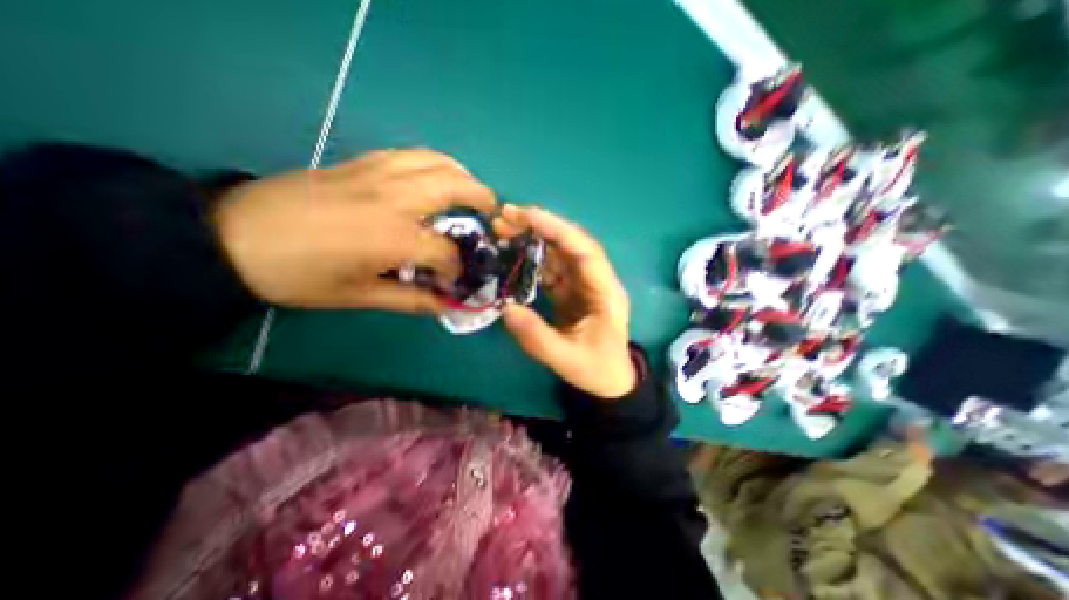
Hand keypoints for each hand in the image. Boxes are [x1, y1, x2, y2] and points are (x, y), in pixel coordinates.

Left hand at [214, 147, 495, 310]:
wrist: (231, 237)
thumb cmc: (300, 276)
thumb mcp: (359, 297)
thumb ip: (411, 300)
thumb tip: (446, 305)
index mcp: (393, 236)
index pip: (446, 250)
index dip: (457, 267)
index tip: (457, 278)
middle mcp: (393, 198)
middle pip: (453, 186)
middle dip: (481, 198)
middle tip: (493, 211)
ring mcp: (376, 174)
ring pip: (434, 160)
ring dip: (461, 173)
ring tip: (470, 190)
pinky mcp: (360, 163)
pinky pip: (409, 154)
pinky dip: (433, 163)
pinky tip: (434, 176)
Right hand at [493, 204, 631, 397]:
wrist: (610, 381)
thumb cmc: (596, 370)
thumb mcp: (566, 360)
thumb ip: (537, 338)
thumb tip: (506, 309)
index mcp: (605, 294)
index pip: (586, 252)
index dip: (559, 230)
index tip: (528, 216)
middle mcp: (597, 281)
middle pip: (571, 245)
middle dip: (541, 227)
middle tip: (506, 216)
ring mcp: (583, 285)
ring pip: (559, 253)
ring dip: (533, 239)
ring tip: (503, 229)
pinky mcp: (571, 291)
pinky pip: (552, 269)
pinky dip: (532, 259)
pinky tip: (513, 253)